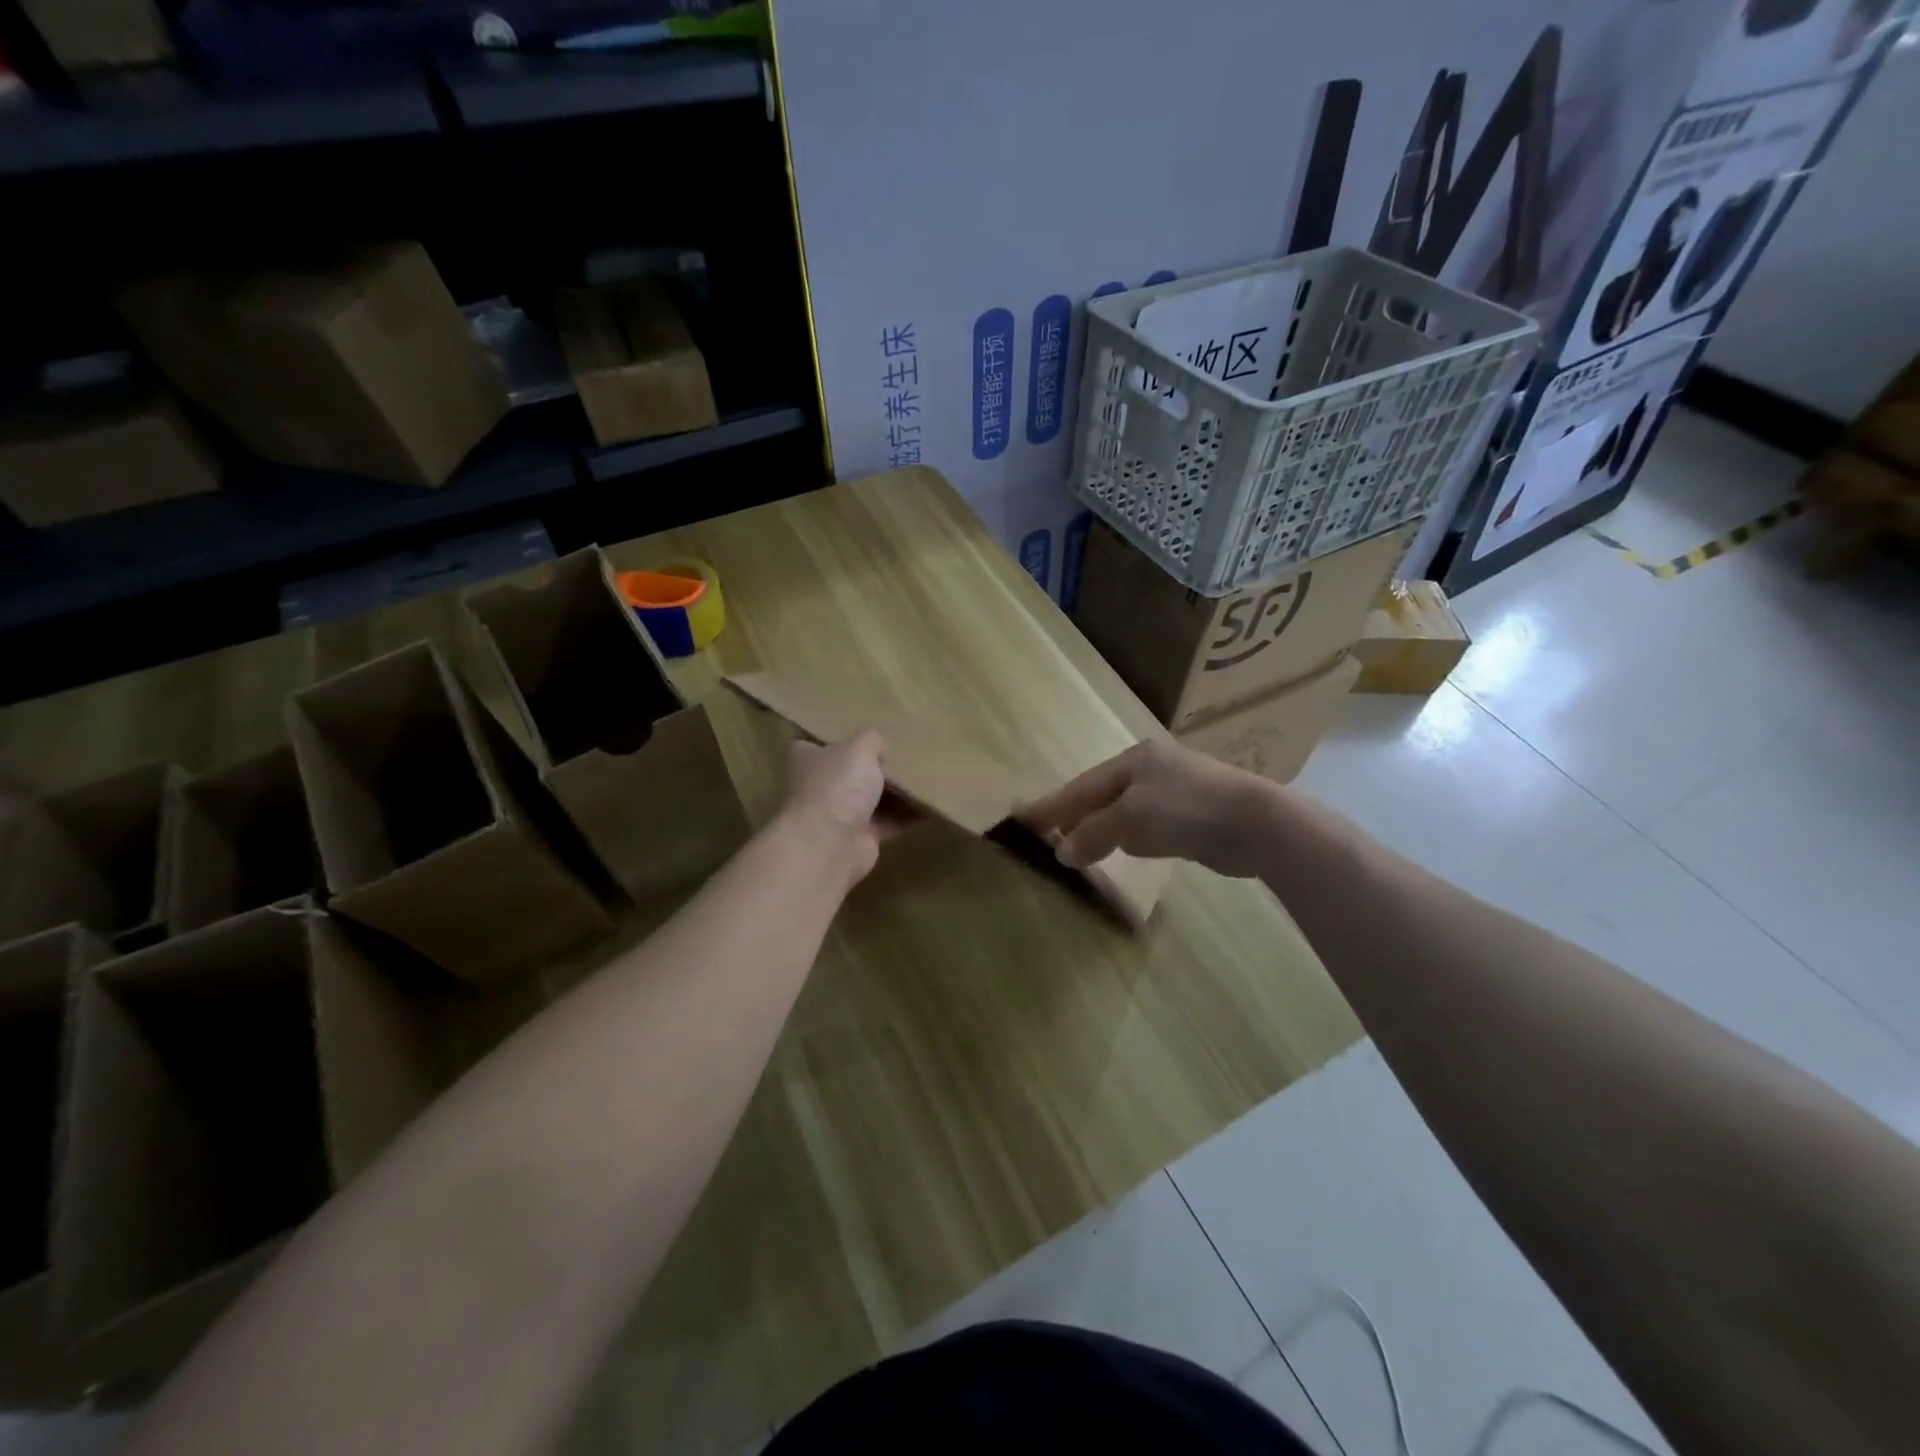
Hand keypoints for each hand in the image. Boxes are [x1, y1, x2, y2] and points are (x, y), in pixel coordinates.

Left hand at [781, 731, 912, 885]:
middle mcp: (819, 788)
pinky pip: (888, 823)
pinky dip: (906, 817)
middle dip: (872, 769)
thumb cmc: (838, 785)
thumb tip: (879, 749)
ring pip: (870, 800)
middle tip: (902, 757)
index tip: (857, 739)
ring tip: (924, 780)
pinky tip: (928, 807)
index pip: (812, 747)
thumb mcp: (859, 747)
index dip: (833, 742)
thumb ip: (871, 741)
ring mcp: (838, 815)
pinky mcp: (859, 839)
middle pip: (847, 774)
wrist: (831, 843)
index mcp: (808, 761)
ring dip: (894, 794)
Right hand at [1021, 740, 1276, 879]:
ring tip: (1079, 848)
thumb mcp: (1130, 819)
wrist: (1257, 824)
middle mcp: (1153, 769)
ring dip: (1102, 828)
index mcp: (1135, 759)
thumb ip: (1092, 833)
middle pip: (1103, 794)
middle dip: (1077, 816)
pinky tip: (1124, 848)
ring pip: (1126, 810)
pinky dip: (1129, 836)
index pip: (1084, 784)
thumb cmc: (1186, 810)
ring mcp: (1176, 790)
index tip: (1028, 821)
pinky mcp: (1194, 815)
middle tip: (1051, 838)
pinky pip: (1148, 824)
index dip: (1056, 805)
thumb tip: (1062, 852)